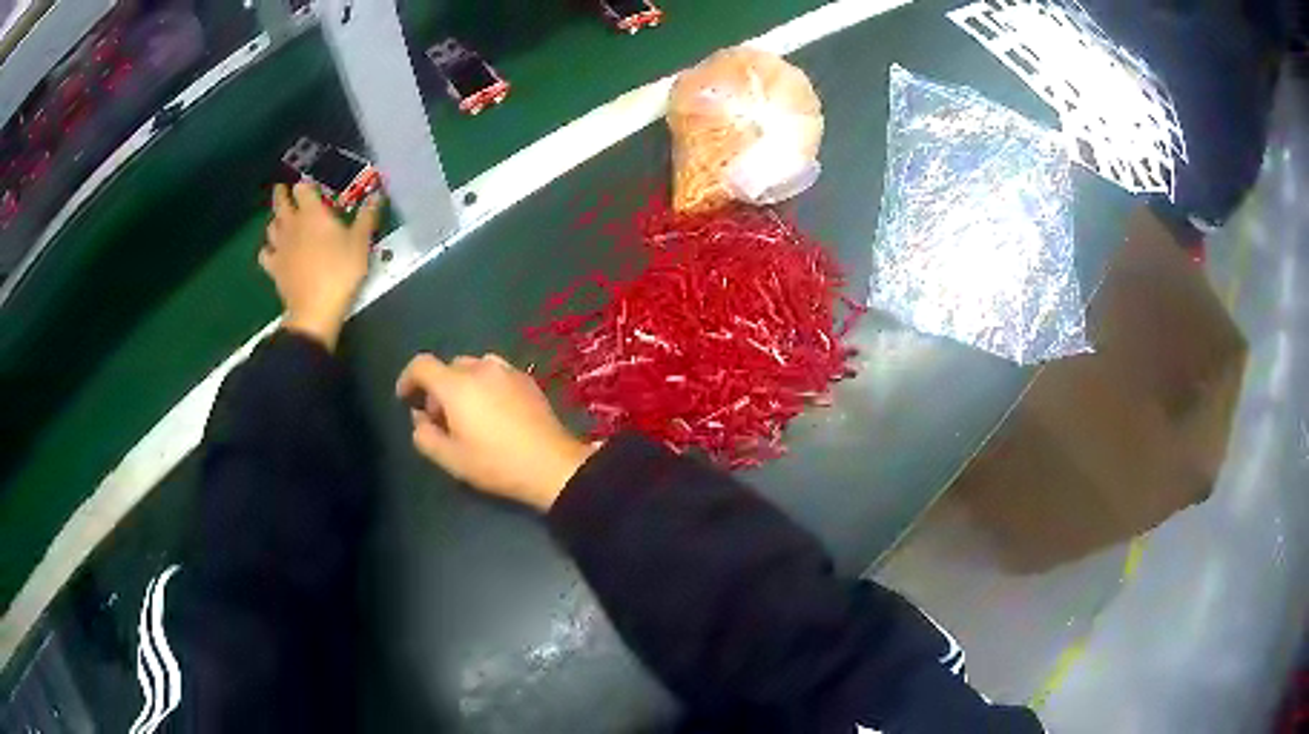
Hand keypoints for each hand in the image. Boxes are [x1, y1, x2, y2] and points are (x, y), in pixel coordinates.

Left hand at [260, 182, 380, 349]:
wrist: (315, 309)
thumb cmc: (340, 271)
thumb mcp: (360, 243)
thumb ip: (366, 217)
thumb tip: (376, 195)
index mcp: (312, 213)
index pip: (303, 188)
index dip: (305, 183)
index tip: (310, 183)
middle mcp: (292, 224)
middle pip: (280, 201)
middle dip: (281, 192)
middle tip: (283, 188)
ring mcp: (279, 246)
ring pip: (271, 225)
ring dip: (275, 219)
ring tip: (281, 218)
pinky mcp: (273, 267)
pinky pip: (264, 253)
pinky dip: (267, 248)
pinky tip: (273, 250)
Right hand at [395, 353, 596, 510]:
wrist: (552, 465)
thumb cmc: (496, 463)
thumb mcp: (451, 459)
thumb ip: (424, 435)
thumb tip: (419, 418)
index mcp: (456, 384)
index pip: (421, 365)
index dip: (407, 378)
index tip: (405, 398)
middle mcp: (481, 368)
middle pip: (448, 367)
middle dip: (438, 389)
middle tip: (441, 419)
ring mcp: (507, 370)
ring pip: (473, 368)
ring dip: (462, 386)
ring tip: (468, 416)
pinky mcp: (527, 379)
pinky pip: (496, 374)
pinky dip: (485, 386)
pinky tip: (494, 413)